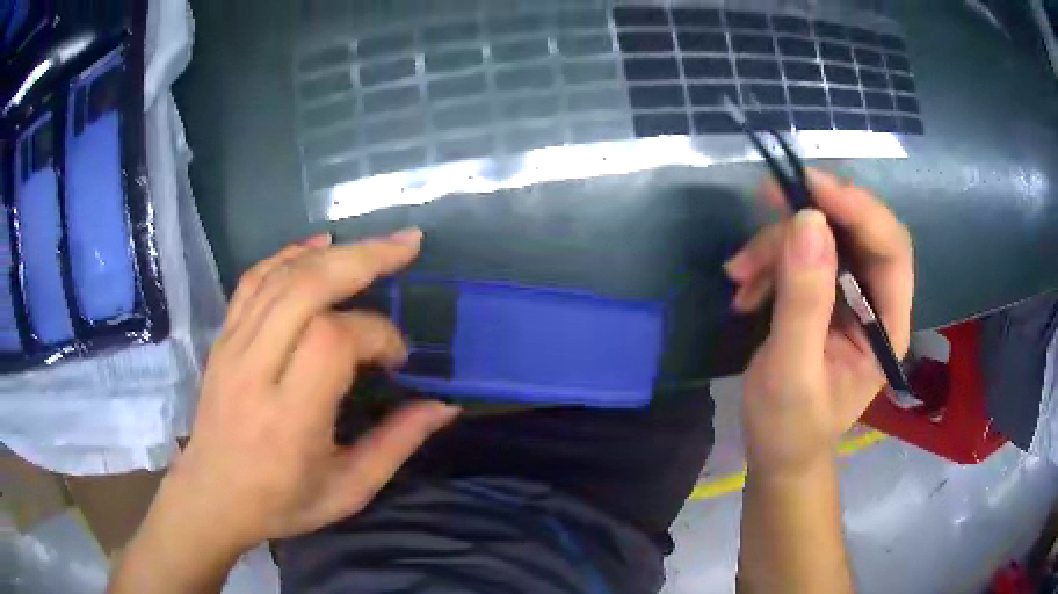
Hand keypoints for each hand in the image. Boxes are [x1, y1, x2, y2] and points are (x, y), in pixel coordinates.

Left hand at [166, 229, 457, 555]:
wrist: (212, 496)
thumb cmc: (282, 502)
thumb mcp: (349, 490)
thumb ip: (396, 444)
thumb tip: (444, 407)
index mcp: (289, 417)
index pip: (334, 340)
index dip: (378, 334)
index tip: (398, 359)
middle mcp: (255, 370)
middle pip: (306, 287)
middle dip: (364, 259)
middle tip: (408, 247)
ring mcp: (232, 347)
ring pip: (282, 276)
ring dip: (334, 252)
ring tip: (378, 245)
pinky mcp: (223, 338)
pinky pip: (253, 280)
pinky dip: (288, 253)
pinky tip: (319, 244)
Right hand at [725, 170, 913, 476]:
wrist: (777, 452)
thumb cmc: (790, 428)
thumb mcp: (792, 371)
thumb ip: (804, 302)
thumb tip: (807, 222)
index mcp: (887, 326)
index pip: (891, 249)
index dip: (858, 209)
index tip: (811, 187)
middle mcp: (876, 301)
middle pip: (858, 231)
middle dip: (813, 215)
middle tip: (766, 200)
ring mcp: (849, 295)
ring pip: (823, 238)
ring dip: (778, 243)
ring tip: (739, 275)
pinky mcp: (823, 293)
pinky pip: (801, 254)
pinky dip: (769, 259)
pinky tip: (744, 288)